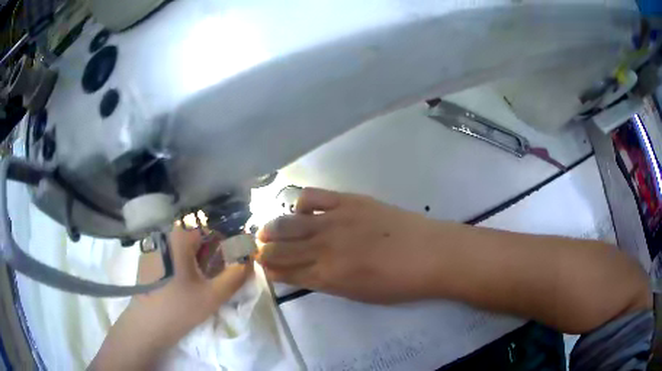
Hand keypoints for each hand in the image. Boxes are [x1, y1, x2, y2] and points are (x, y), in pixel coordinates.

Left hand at [91, 227, 250, 369]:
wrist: (146, 326)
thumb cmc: (180, 308)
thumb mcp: (213, 295)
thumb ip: (235, 276)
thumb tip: (249, 262)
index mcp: (179, 239)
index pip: (209, 231)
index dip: (224, 245)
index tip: (230, 264)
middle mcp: (163, 237)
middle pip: (194, 239)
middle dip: (210, 255)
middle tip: (217, 277)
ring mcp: (152, 248)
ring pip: (182, 248)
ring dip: (196, 260)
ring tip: (202, 283)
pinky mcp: (147, 261)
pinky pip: (170, 256)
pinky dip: (182, 265)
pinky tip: (183, 286)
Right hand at [257, 188, 440, 303]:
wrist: (431, 254)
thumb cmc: (398, 283)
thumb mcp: (358, 294)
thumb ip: (327, 282)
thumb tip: (304, 272)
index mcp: (327, 277)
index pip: (286, 272)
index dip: (270, 269)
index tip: (261, 265)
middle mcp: (324, 249)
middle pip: (281, 248)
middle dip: (264, 249)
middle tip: (258, 248)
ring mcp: (335, 221)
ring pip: (289, 223)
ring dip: (272, 227)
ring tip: (266, 229)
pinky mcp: (348, 201)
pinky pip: (312, 196)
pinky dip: (300, 204)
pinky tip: (302, 210)